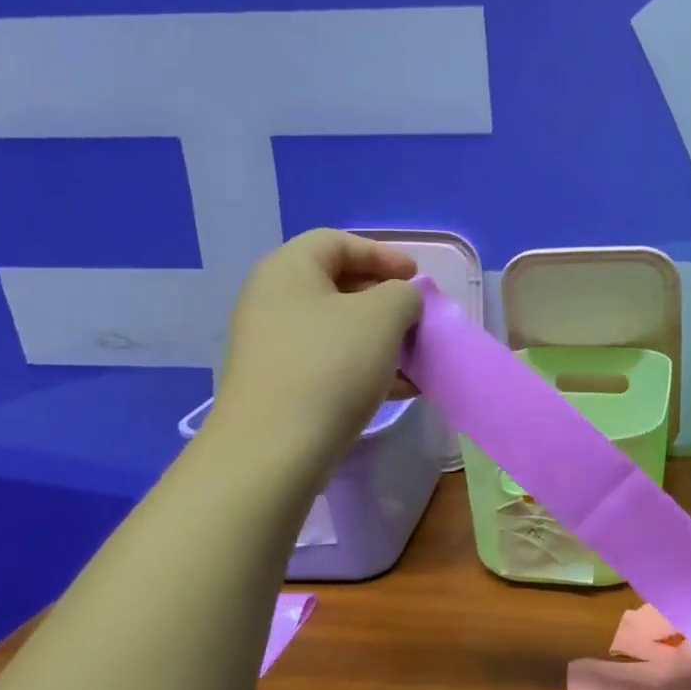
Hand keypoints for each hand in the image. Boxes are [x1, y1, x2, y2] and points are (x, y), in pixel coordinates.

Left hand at [206, 230, 421, 467]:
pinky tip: (400, 390)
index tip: (417, 279)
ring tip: (417, 361)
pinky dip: (366, 368)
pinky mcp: (280, 384)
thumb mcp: (383, 317)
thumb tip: (400, 301)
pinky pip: (330, 363)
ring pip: (338, 330)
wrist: (274, 448)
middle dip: (386, 302)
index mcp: (288, 270)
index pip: (337, 242)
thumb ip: (403, 295)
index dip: (382, 254)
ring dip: (382, 340)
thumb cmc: (330, 366)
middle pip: (338, 286)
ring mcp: (273, 346)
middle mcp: (272, 301)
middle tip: (418, 320)